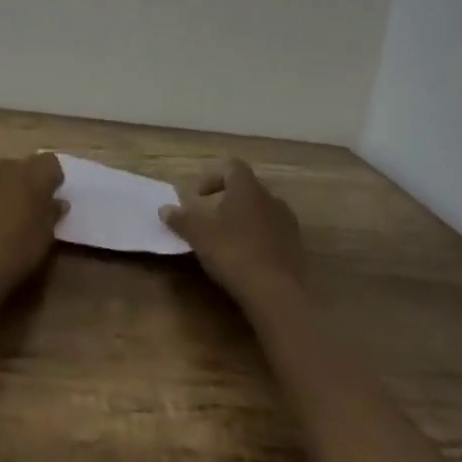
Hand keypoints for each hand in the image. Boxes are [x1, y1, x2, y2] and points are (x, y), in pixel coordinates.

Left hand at [0, 153, 65, 299]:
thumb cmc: (17, 250)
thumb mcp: (45, 237)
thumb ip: (52, 214)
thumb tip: (58, 202)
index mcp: (32, 175)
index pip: (50, 162)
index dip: (52, 177)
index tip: (52, 195)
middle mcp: (6, 168)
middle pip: (22, 165)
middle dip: (27, 181)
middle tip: (30, 205)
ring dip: (4, 188)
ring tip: (5, 215)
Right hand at [161, 159, 306, 312]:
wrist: (278, 294)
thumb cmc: (234, 253)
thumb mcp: (198, 235)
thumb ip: (181, 219)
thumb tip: (164, 209)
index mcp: (248, 189)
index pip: (232, 167)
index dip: (213, 177)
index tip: (198, 197)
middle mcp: (271, 199)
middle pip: (248, 190)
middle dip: (229, 201)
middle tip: (211, 218)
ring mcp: (288, 224)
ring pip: (262, 212)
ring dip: (245, 221)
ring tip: (228, 240)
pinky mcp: (297, 249)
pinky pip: (274, 235)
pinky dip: (258, 240)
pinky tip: (246, 260)